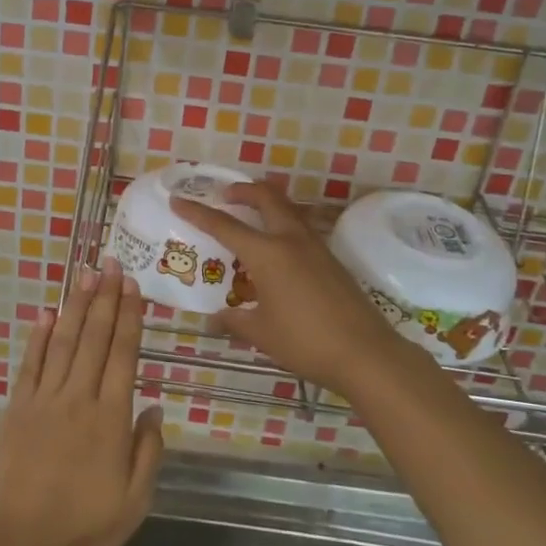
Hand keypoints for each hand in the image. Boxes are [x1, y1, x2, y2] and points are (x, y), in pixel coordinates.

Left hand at [0, 258, 164, 545]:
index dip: (129, 317)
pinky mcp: (16, 409)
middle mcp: (78, 398)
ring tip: (85, 274)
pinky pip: (30, 364)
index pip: (123, 354)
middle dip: (105, 298)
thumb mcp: (134, 503)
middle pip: (94, 337)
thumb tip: (152, 406)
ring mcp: (43, 400)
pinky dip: (39, 337)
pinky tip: (47, 314)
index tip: (132, 286)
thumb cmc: (82, 532)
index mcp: (110, 419)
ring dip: (76, 306)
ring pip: (64, 342)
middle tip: (112, 263)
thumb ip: (147, 452)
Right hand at [172, 182, 402, 392]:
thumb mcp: (262, 333)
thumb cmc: (306, 342)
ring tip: (250, 217)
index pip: (224, 225)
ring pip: (287, 210)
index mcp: (267, 253)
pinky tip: (277, 252)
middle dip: (243, 191)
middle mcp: (291, 240)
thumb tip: (216, 318)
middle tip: (225, 196)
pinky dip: (282, 225)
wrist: (366, 354)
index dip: (198, 212)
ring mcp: (316, 247)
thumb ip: (235, 321)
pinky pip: (300, 229)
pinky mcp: (331, 260)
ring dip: (266, 205)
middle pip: (266, 198)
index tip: (178, 200)